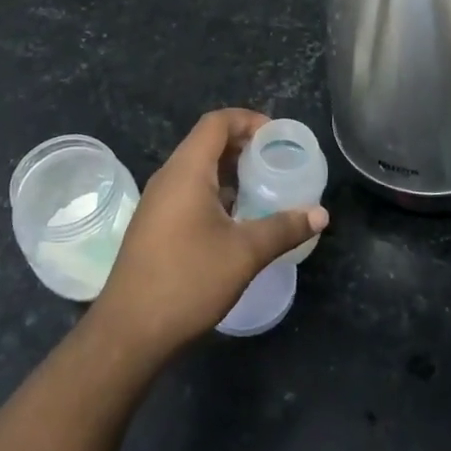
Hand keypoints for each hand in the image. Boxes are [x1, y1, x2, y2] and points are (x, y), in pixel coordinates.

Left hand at [91, 109, 326, 357]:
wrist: (130, 331)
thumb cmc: (188, 280)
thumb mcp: (244, 253)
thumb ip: (284, 228)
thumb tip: (320, 214)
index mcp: (187, 171)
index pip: (216, 122)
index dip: (248, 119)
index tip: (277, 136)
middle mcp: (168, 178)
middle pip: (206, 142)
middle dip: (242, 144)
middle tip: (275, 160)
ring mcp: (157, 202)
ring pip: (196, 169)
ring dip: (229, 169)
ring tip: (262, 186)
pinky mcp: (154, 225)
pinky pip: (188, 191)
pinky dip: (215, 191)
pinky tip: (236, 217)